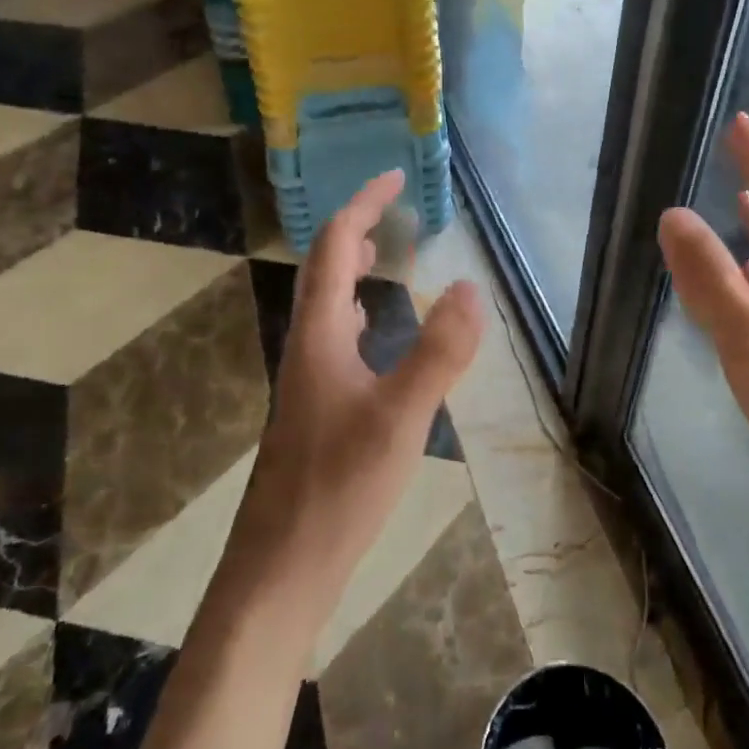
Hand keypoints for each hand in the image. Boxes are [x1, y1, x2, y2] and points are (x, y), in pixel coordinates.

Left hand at [227, 170, 484, 621]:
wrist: (279, 572)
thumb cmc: (337, 489)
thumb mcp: (400, 417)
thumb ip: (438, 352)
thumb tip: (469, 286)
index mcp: (320, 334)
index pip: (334, 246)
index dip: (362, 204)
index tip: (392, 177)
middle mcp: (307, 345)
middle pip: (324, 268)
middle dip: (355, 228)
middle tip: (392, 207)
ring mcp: (307, 378)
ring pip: (326, 302)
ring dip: (350, 265)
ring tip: (381, 250)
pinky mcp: (315, 408)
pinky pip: (333, 335)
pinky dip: (354, 308)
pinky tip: (368, 326)